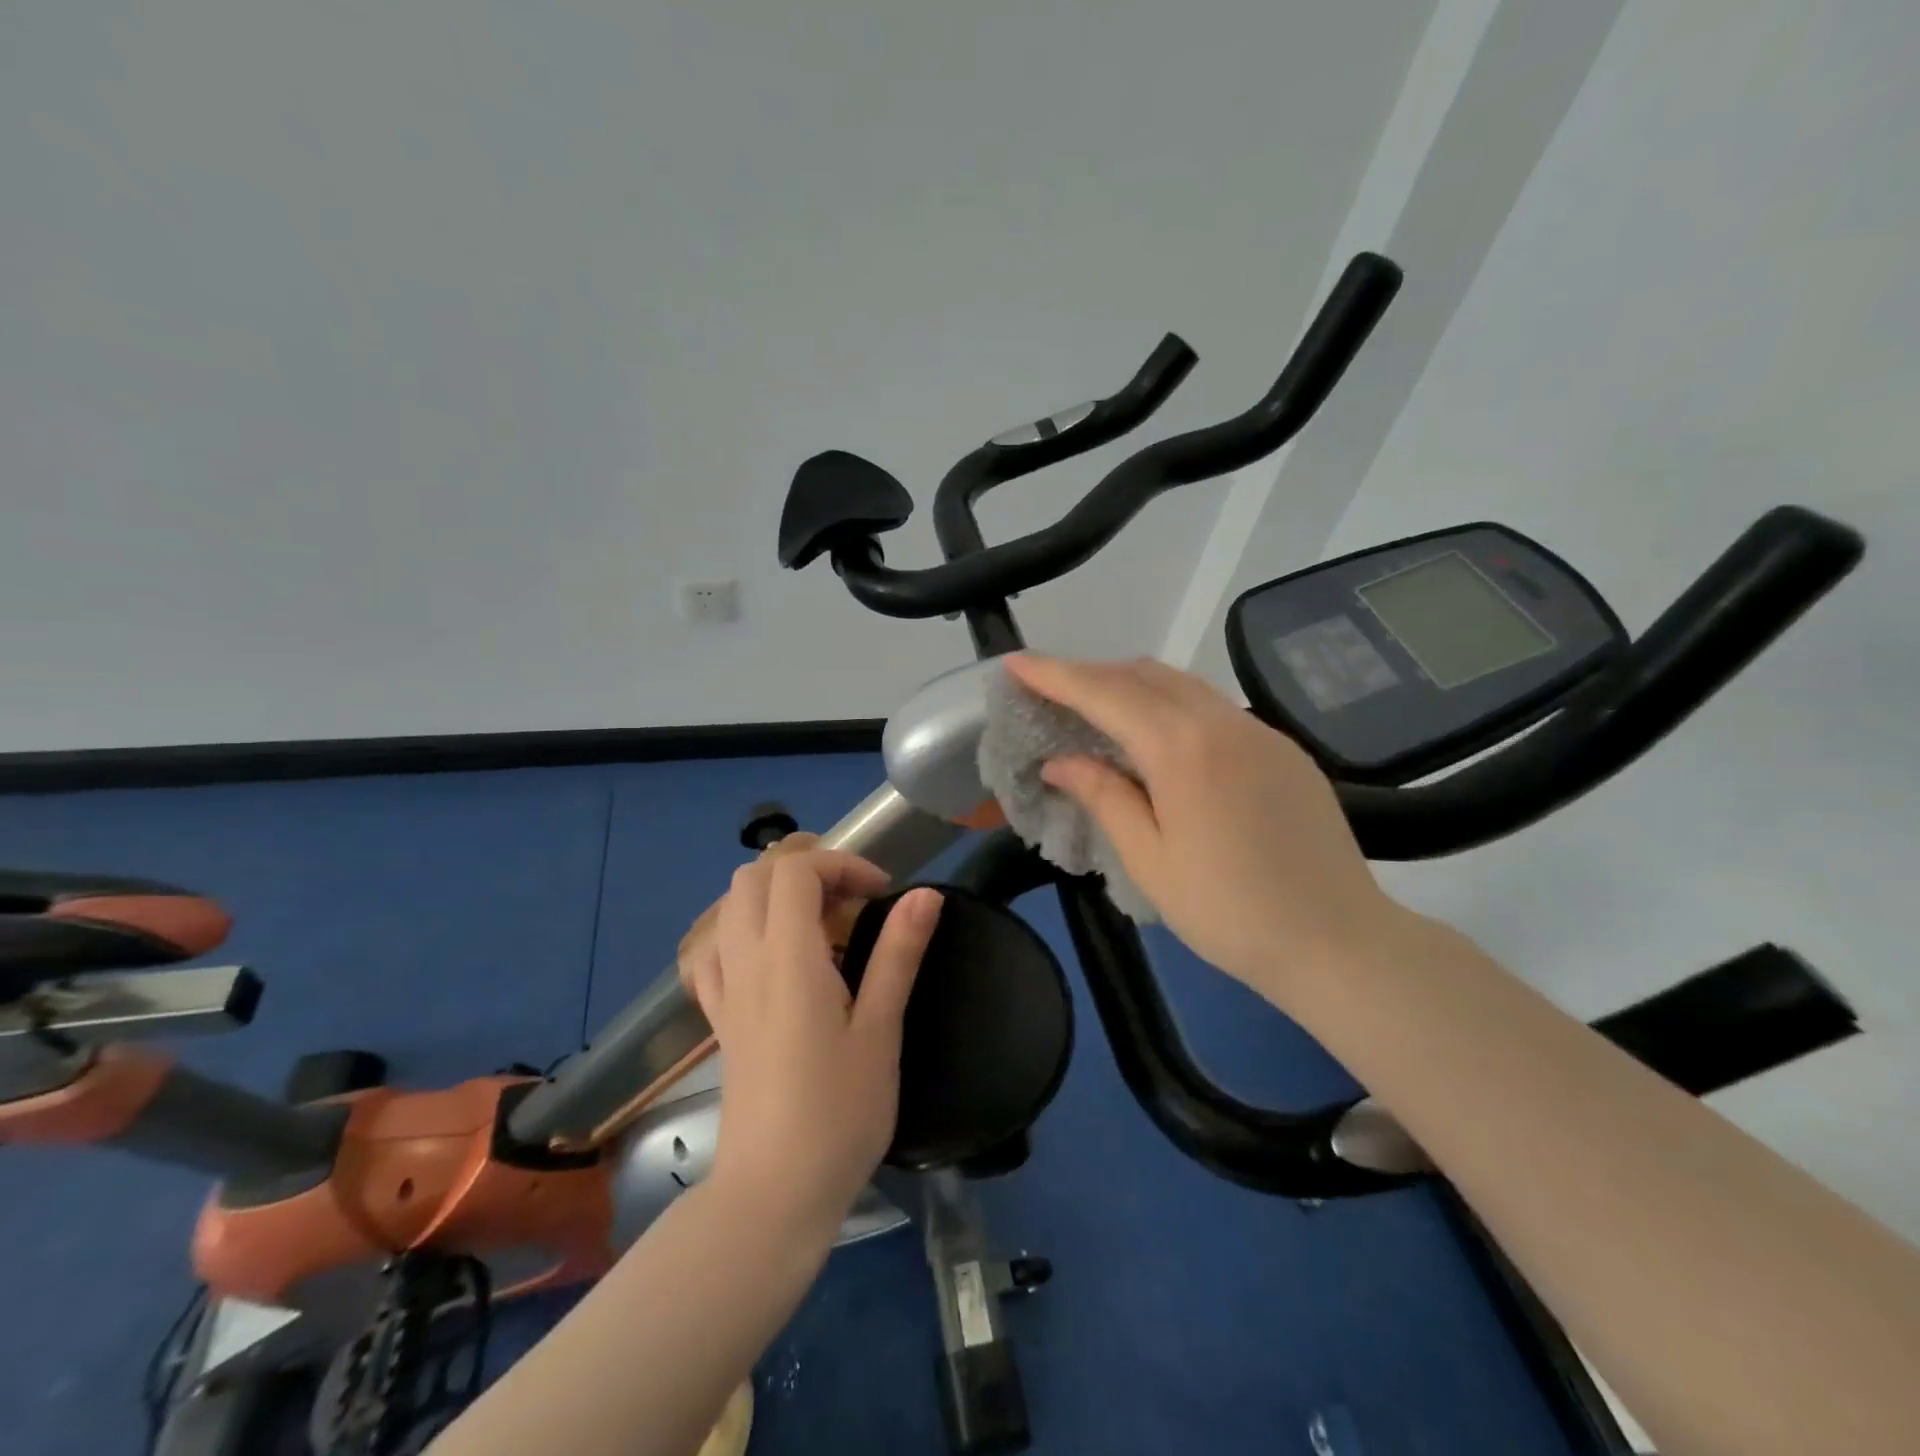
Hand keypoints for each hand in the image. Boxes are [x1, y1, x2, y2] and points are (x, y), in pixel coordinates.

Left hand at [683, 846, 942, 1241]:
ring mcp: (726, 991)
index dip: (841, 864)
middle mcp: (747, 962)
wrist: (773, 1195)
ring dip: (774, 896)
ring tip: (821, 926)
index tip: (881, 893)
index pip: (795, 870)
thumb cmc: (838, 1114)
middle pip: (755, 877)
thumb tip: (925, 894)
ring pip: (731, 907)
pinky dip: (743, 932)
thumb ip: (898, 954)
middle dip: (807, 871)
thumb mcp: (880, 1032)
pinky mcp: (720, 1020)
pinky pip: (714, 952)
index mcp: (788, 958)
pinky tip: (774, 959)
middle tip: (852, 902)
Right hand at [1004, 654, 1403, 1000]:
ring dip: (1131, 685)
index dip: (1054, 674)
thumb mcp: (1150, 859)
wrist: (1338, 941)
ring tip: (1096, 710)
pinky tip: (1159, 738)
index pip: (1104, 694)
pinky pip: (1213, 708)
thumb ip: (1104, 796)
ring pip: (1181, 685)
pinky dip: (1171, 706)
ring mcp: (1259, 730)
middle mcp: (1222, 722)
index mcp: (1182, 749)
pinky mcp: (1282, 748)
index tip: (1015, 662)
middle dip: (1090, 674)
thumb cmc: (1229, 912)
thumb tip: (1060, 760)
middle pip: (1142, 674)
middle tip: (1050, 692)